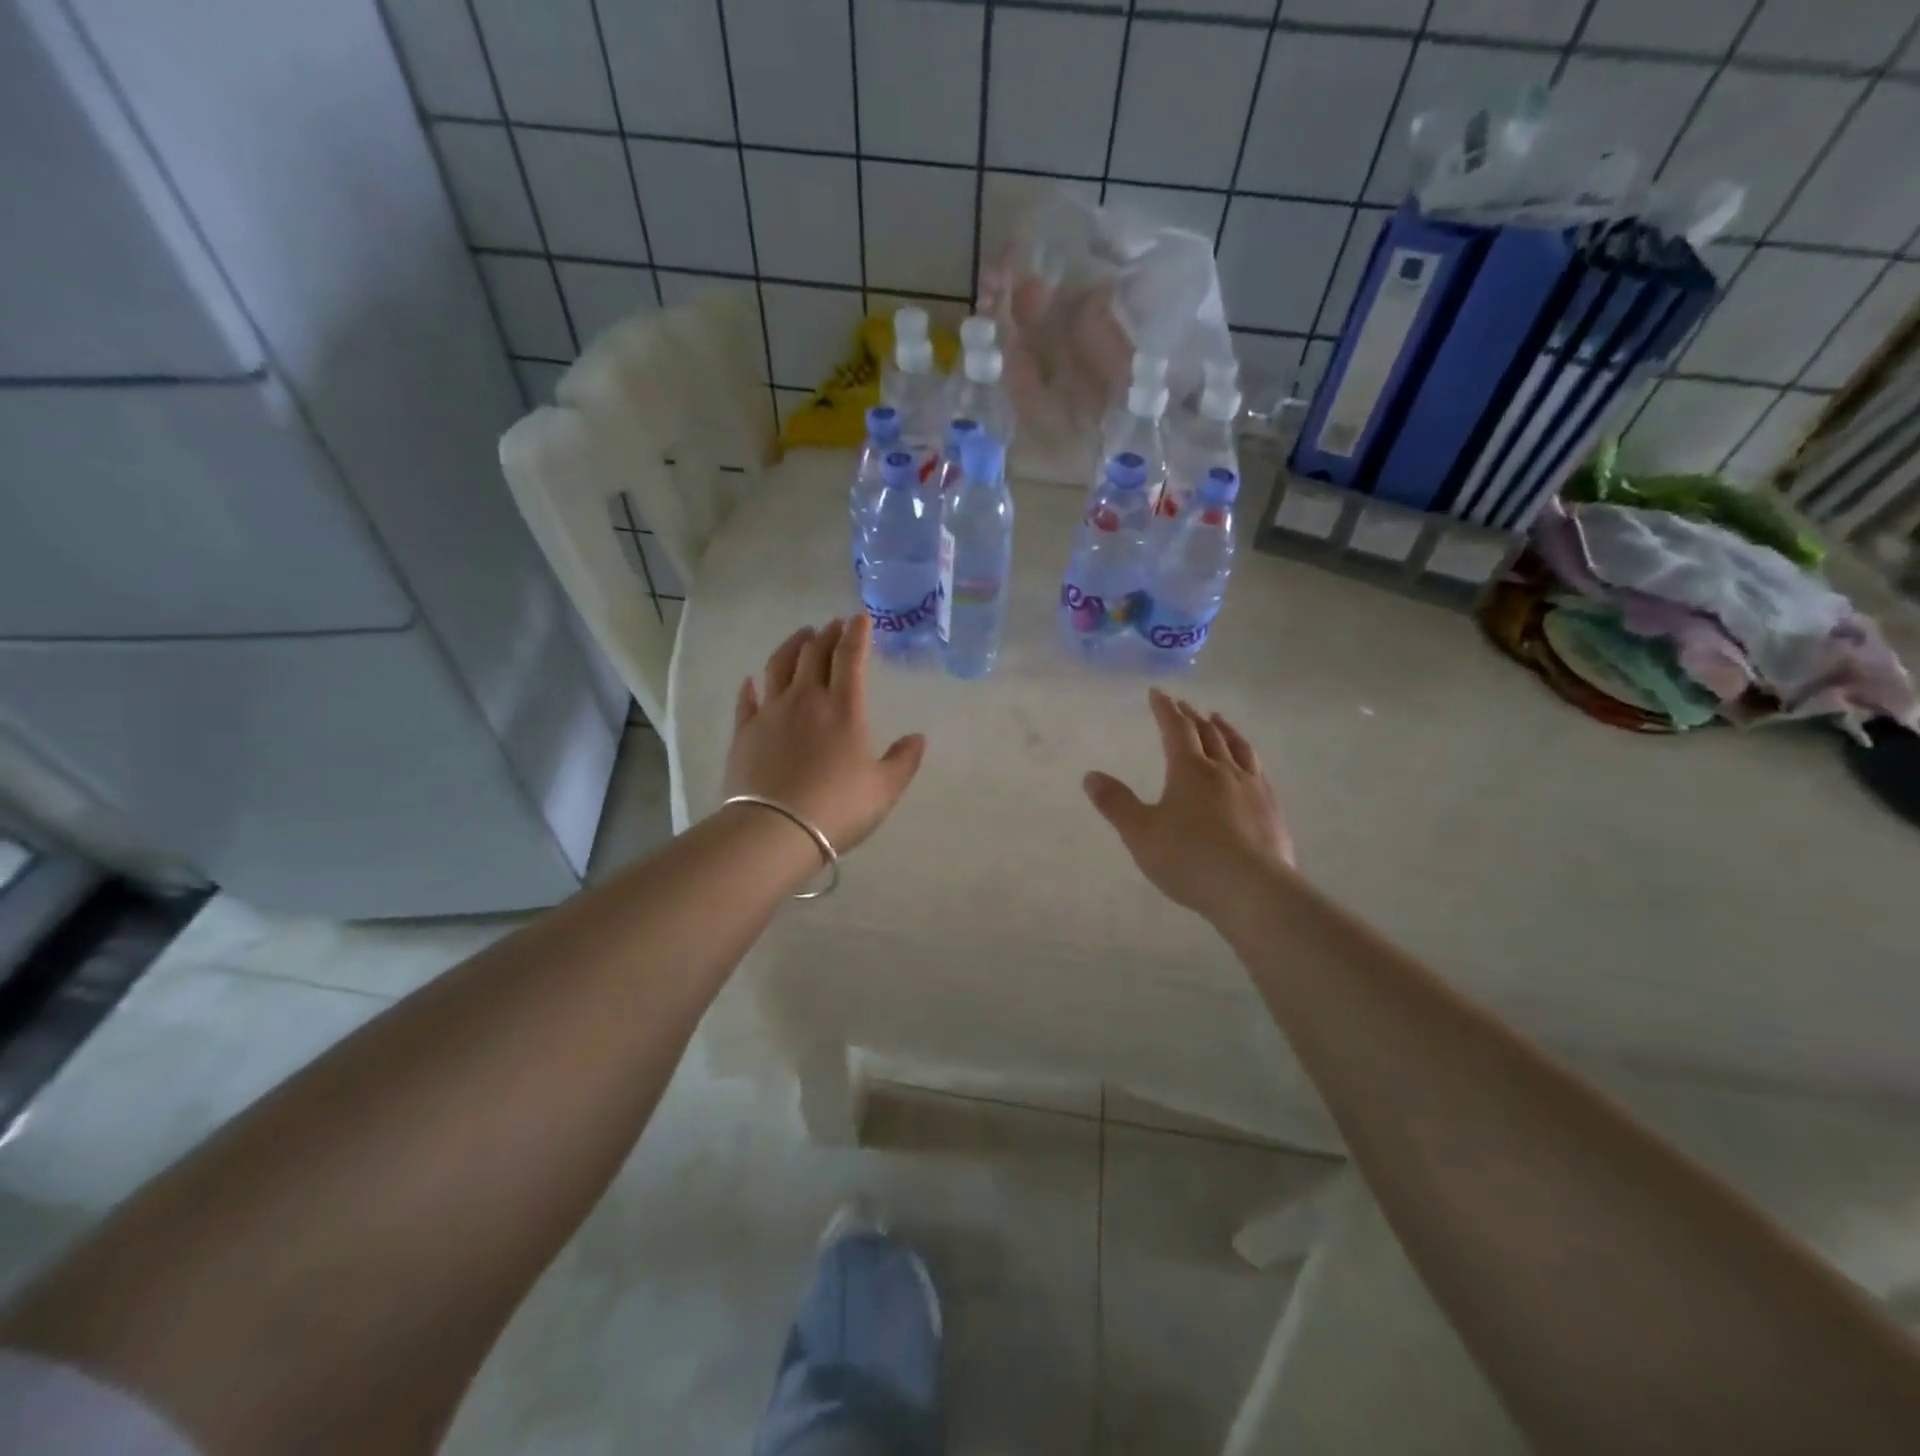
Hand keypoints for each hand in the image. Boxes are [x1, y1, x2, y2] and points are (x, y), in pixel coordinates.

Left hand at [723, 615, 926, 853]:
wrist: (775, 830)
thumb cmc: (837, 807)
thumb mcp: (884, 789)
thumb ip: (903, 761)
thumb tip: (918, 738)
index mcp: (843, 707)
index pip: (850, 657)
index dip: (857, 634)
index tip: (860, 618)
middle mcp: (805, 699)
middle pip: (813, 653)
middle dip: (827, 634)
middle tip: (834, 625)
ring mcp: (771, 712)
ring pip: (779, 665)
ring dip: (792, 645)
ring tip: (801, 636)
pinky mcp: (745, 732)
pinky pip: (748, 700)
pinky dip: (752, 686)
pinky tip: (752, 681)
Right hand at [1084, 689, 1294, 922]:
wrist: (1253, 890)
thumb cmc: (1189, 859)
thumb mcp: (1140, 833)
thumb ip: (1116, 804)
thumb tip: (1090, 776)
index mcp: (1189, 770)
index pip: (1175, 729)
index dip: (1164, 709)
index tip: (1157, 693)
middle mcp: (1223, 770)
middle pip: (1207, 734)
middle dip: (1192, 716)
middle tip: (1183, 705)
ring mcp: (1252, 788)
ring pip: (1238, 747)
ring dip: (1224, 729)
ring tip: (1218, 719)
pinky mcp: (1271, 809)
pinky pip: (1258, 770)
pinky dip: (1247, 756)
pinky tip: (1248, 766)